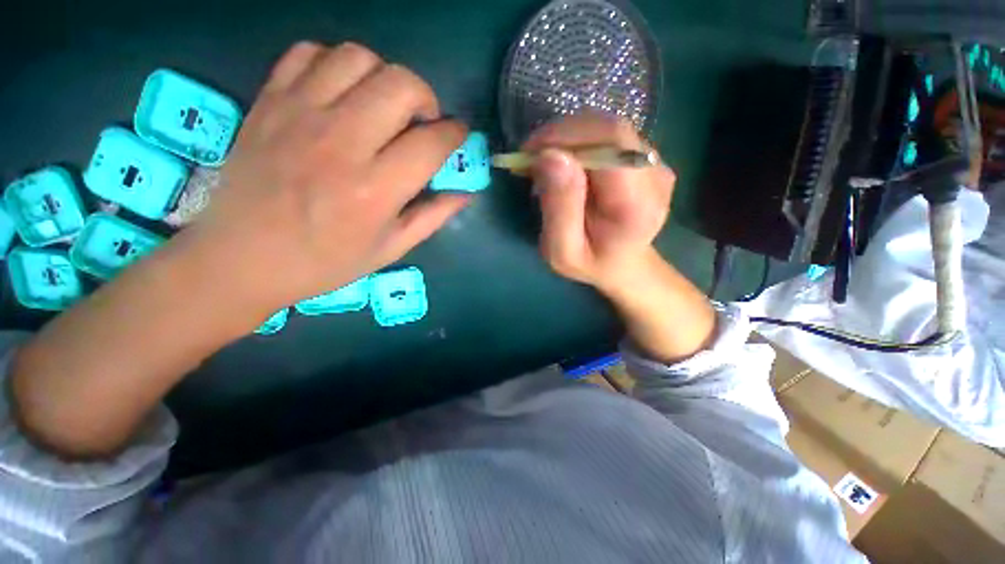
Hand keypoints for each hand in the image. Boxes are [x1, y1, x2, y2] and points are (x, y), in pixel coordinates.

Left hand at [181, 42, 468, 318]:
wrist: (241, 258)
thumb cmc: (325, 261)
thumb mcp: (391, 249)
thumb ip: (433, 217)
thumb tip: (465, 193)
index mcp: (376, 189)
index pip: (432, 142)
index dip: (455, 134)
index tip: (457, 135)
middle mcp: (342, 143)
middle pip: (401, 84)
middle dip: (426, 98)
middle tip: (422, 121)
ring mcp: (300, 115)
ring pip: (359, 58)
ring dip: (383, 77)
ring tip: (382, 105)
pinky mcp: (269, 101)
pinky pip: (309, 53)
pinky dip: (334, 64)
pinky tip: (340, 93)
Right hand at [523, 113, 674, 295]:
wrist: (622, 264)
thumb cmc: (590, 263)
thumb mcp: (563, 250)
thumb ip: (559, 208)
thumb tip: (549, 156)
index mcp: (638, 204)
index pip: (611, 143)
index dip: (567, 137)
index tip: (530, 153)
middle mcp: (656, 175)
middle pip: (610, 130)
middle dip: (563, 135)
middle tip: (531, 157)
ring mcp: (656, 163)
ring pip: (607, 129)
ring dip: (568, 139)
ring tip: (544, 163)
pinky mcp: (646, 158)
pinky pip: (609, 137)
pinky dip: (579, 143)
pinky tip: (565, 165)